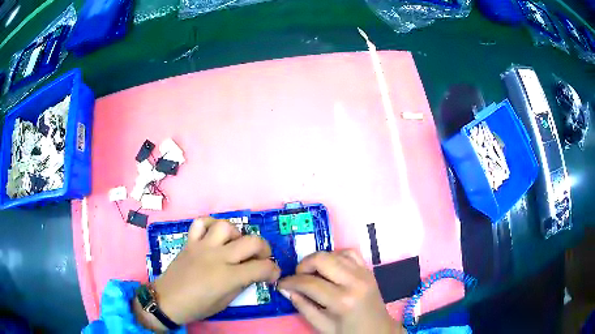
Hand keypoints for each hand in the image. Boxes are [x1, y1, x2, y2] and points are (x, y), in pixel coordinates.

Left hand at [133, 218, 280, 330]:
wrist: (168, 300)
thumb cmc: (198, 306)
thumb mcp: (225, 302)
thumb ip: (241, 285)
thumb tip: (253, 274)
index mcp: (227, 277)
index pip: (261, 267)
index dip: (273, 271)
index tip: (273, 274)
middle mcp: (217, 257)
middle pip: (251, 241)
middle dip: (264, 249)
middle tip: (262, 258)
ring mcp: (202, 246)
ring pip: (226, 226)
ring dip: (237, 234)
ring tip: (236, 245)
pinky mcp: (190, 241)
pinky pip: (201, 223)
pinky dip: (210, 225)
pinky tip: (214, 235)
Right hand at [278, 250, 401, 333]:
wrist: (378, 330)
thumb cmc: (349, 332)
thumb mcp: (323, 326)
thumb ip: (303, 307)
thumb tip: (286, 290)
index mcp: (342, 300)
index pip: (309, 282)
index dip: (290, 282)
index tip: (281, 284)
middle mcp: (354, 281)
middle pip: (321, 259)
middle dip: (303, 266)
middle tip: (297, 278)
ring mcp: (364, 273)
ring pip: (334, 253)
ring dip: (318, 261)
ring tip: (313, 275)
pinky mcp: (368, 270)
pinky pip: (349, 253)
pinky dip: (336, 256)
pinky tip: (330, 268)